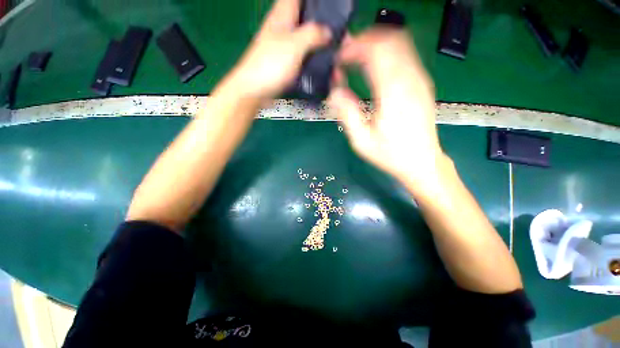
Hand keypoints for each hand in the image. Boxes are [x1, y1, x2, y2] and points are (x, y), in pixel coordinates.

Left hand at [223, 0, 330, 100]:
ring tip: (337, 56)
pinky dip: (315, 61)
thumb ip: (313, 34)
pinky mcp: (287, 63)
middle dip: (326, 26)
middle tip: (341, 39)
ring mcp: (286, 46)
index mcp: (284, 14)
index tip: (331, 9)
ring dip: (323, 47)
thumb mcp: (294, 44)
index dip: (316, 2)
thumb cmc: (271, 64)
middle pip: (308, 19)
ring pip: (308, 40)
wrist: (256, 90)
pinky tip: (325, 69)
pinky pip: (305, 57)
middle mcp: (285, 27)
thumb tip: (328, 32)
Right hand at [328, 29, 443, 186]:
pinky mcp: (422, 84)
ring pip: (400, 43)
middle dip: (364, 40)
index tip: (339, 56)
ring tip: (356, 57)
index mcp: (393, 93)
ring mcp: (420, 80)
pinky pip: (405, 55)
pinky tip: (373, 66)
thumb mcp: (362, 141)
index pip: (376, 51)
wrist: (421, 162)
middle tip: (346, 53)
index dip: (355, 47)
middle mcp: (410, 80)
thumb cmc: (390, 155)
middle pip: (390, 39)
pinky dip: (386, 53)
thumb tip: (334, 91)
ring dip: (375, 44)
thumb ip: (347, 113)